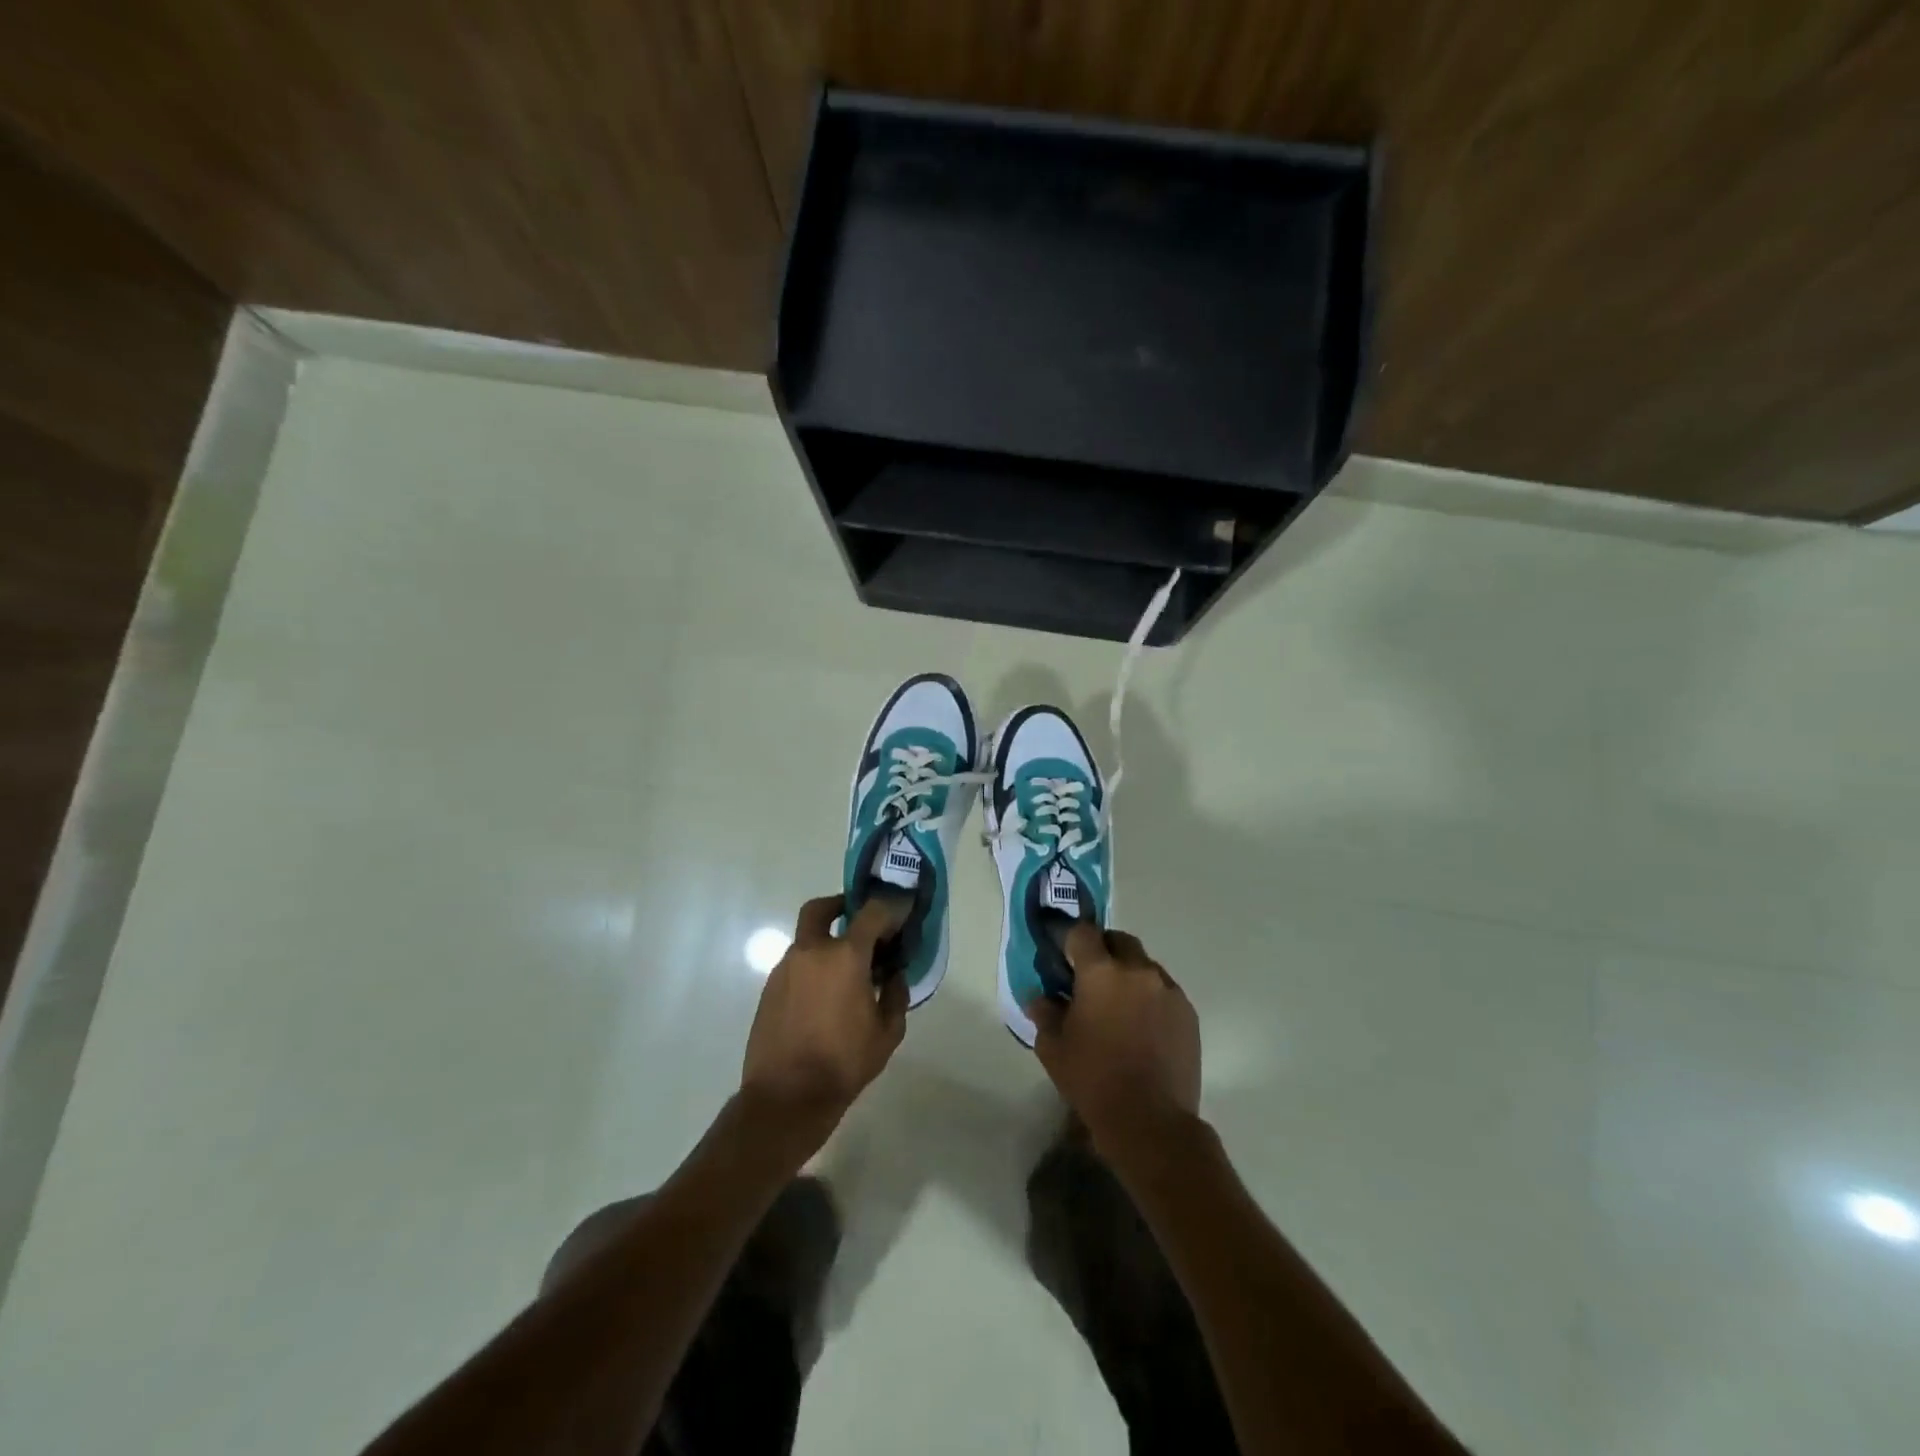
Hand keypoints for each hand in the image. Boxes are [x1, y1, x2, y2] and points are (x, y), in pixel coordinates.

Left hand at [740, 894, 908, 1156]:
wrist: (786, 1097)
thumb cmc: (843, 1062)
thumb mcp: (887, 1033)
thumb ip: (896, 996)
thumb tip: (894, 976)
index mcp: (845, 956)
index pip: (871, 913)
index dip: (889, 908)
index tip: (901, 914)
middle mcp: (811, 952)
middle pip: (821, 909)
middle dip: (839, 905)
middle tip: (857, 920)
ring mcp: (785, 969)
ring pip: (806, 939)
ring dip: (826, 943)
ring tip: (845, 971)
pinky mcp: (769, 989)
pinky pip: (795, 965)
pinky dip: (812, 968)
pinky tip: (825, 995)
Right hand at [1026, 924, 1201, 1165]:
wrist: (1151, 1121)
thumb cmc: (1093, 1080)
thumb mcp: (1053, 1048)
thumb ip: (1044, 1013)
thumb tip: (1039, 997)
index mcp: (1101, 972)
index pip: (1083, 933)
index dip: (1071, 940)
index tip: (1064, 958)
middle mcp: (1138, 970)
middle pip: (1119, 941)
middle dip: (1104, 951)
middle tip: (1091, 979)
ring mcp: (1168, 989)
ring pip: (1145, 965)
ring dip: (1129, 974)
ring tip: (1120, 1007)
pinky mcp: (1188, 1012)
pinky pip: (1165, 990)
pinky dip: (1151, 997)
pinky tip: (1142, 1027)